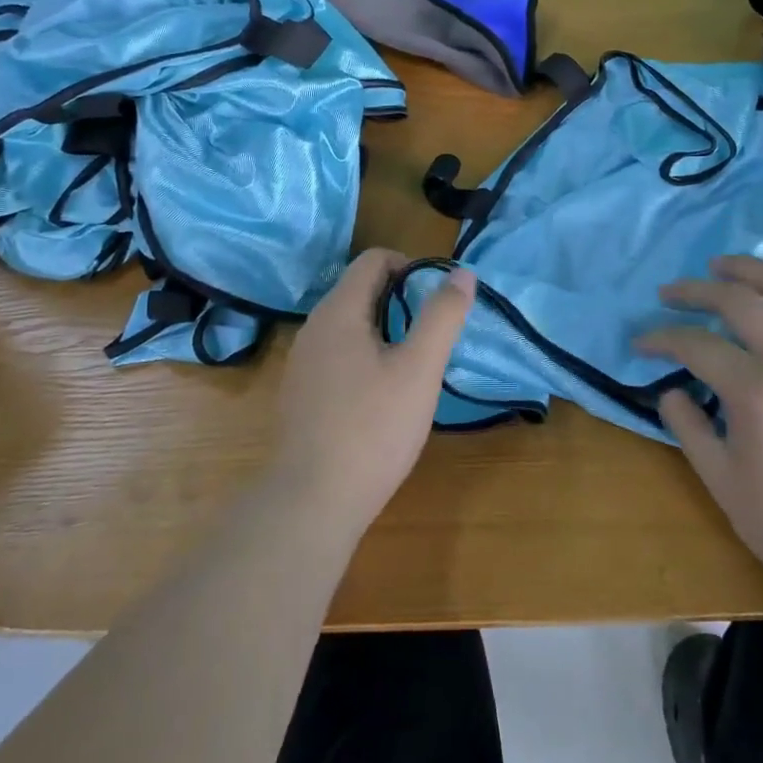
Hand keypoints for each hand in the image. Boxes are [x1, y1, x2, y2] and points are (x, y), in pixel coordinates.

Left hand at [269, 250, 475, 533]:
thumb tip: (462, 272)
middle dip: (401, 300)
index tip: (437, 299)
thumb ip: (442, 316)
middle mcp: (313, 327)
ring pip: (349, 324)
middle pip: (360, 289)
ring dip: (384, 329)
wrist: (311, 503)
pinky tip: (382, 397)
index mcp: (339, 311)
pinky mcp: (300, 394)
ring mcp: (302, 362)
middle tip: (432, 334)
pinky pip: (337, 354)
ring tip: (413, 365)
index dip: (411, 266)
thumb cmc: (372, 429)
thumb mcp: (420, 369)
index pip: (373, 259)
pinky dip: (365, 356)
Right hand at [638, 247, 762, 592]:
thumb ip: (686, 424)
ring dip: (752, 267)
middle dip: (696, 290)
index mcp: (754, 390)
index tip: (642, 342)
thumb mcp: (718, 477)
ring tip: (723, 265)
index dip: (661, 338)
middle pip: (738, 301)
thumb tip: (670, 388)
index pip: (695, 344)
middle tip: (671, 293)